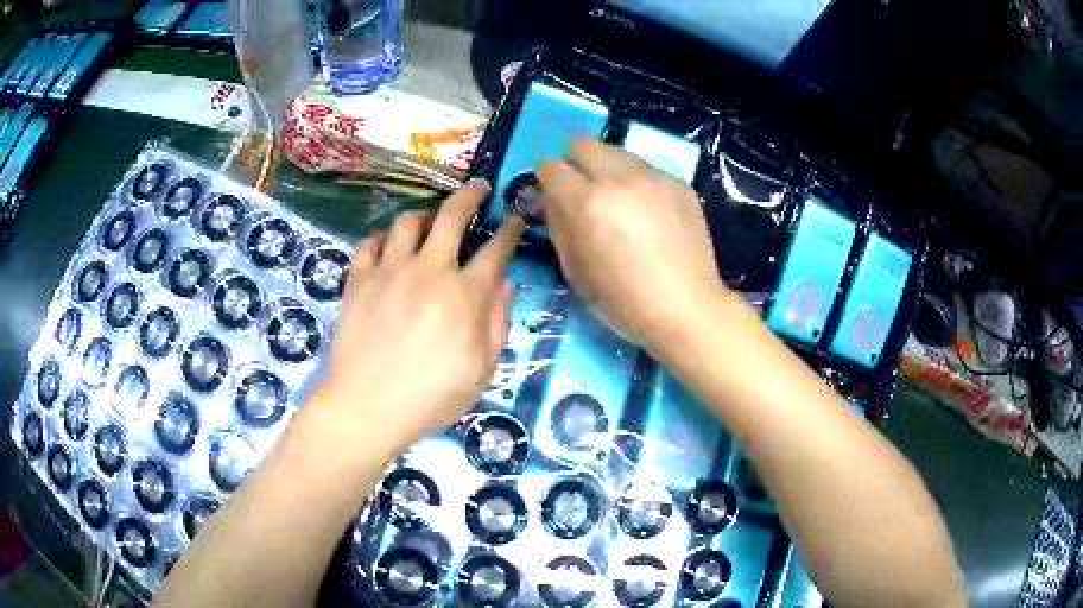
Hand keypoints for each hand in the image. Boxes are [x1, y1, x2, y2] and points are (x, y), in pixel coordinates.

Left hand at [309, 180, 524, 450]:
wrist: (367, 407)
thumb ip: (497, 322)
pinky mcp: (359, 279)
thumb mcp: (481, 371)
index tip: (515, 220)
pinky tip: (389, 249)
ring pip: (408, 221)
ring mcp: (389, 271)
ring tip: (430, 224)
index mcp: (464, 296)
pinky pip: (371, 242)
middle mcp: (428, 271)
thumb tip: (506, 283)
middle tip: (479, 188)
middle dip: (471, 195)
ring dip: (425, 216)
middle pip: (452, 216)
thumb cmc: (430, 397)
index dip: (509, 230)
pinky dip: (384, 239)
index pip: (495, 250)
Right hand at [538, 140, 725, 352]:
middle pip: (582, 143)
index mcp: (587, 203)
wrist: (687, 310)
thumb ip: (558, 224)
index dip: (547, 181)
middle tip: (584, 194)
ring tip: (620, 204)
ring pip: (617, 152)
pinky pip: (646, 169)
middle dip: (575, 164)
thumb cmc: (624, 302)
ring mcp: (655, 177)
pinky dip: (638, 183)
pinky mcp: (680, 183)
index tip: (554, 198)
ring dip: (608, 170)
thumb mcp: (575, 270)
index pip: (550, 166)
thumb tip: (550, 197)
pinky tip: (649, 214)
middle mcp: (620, 178)